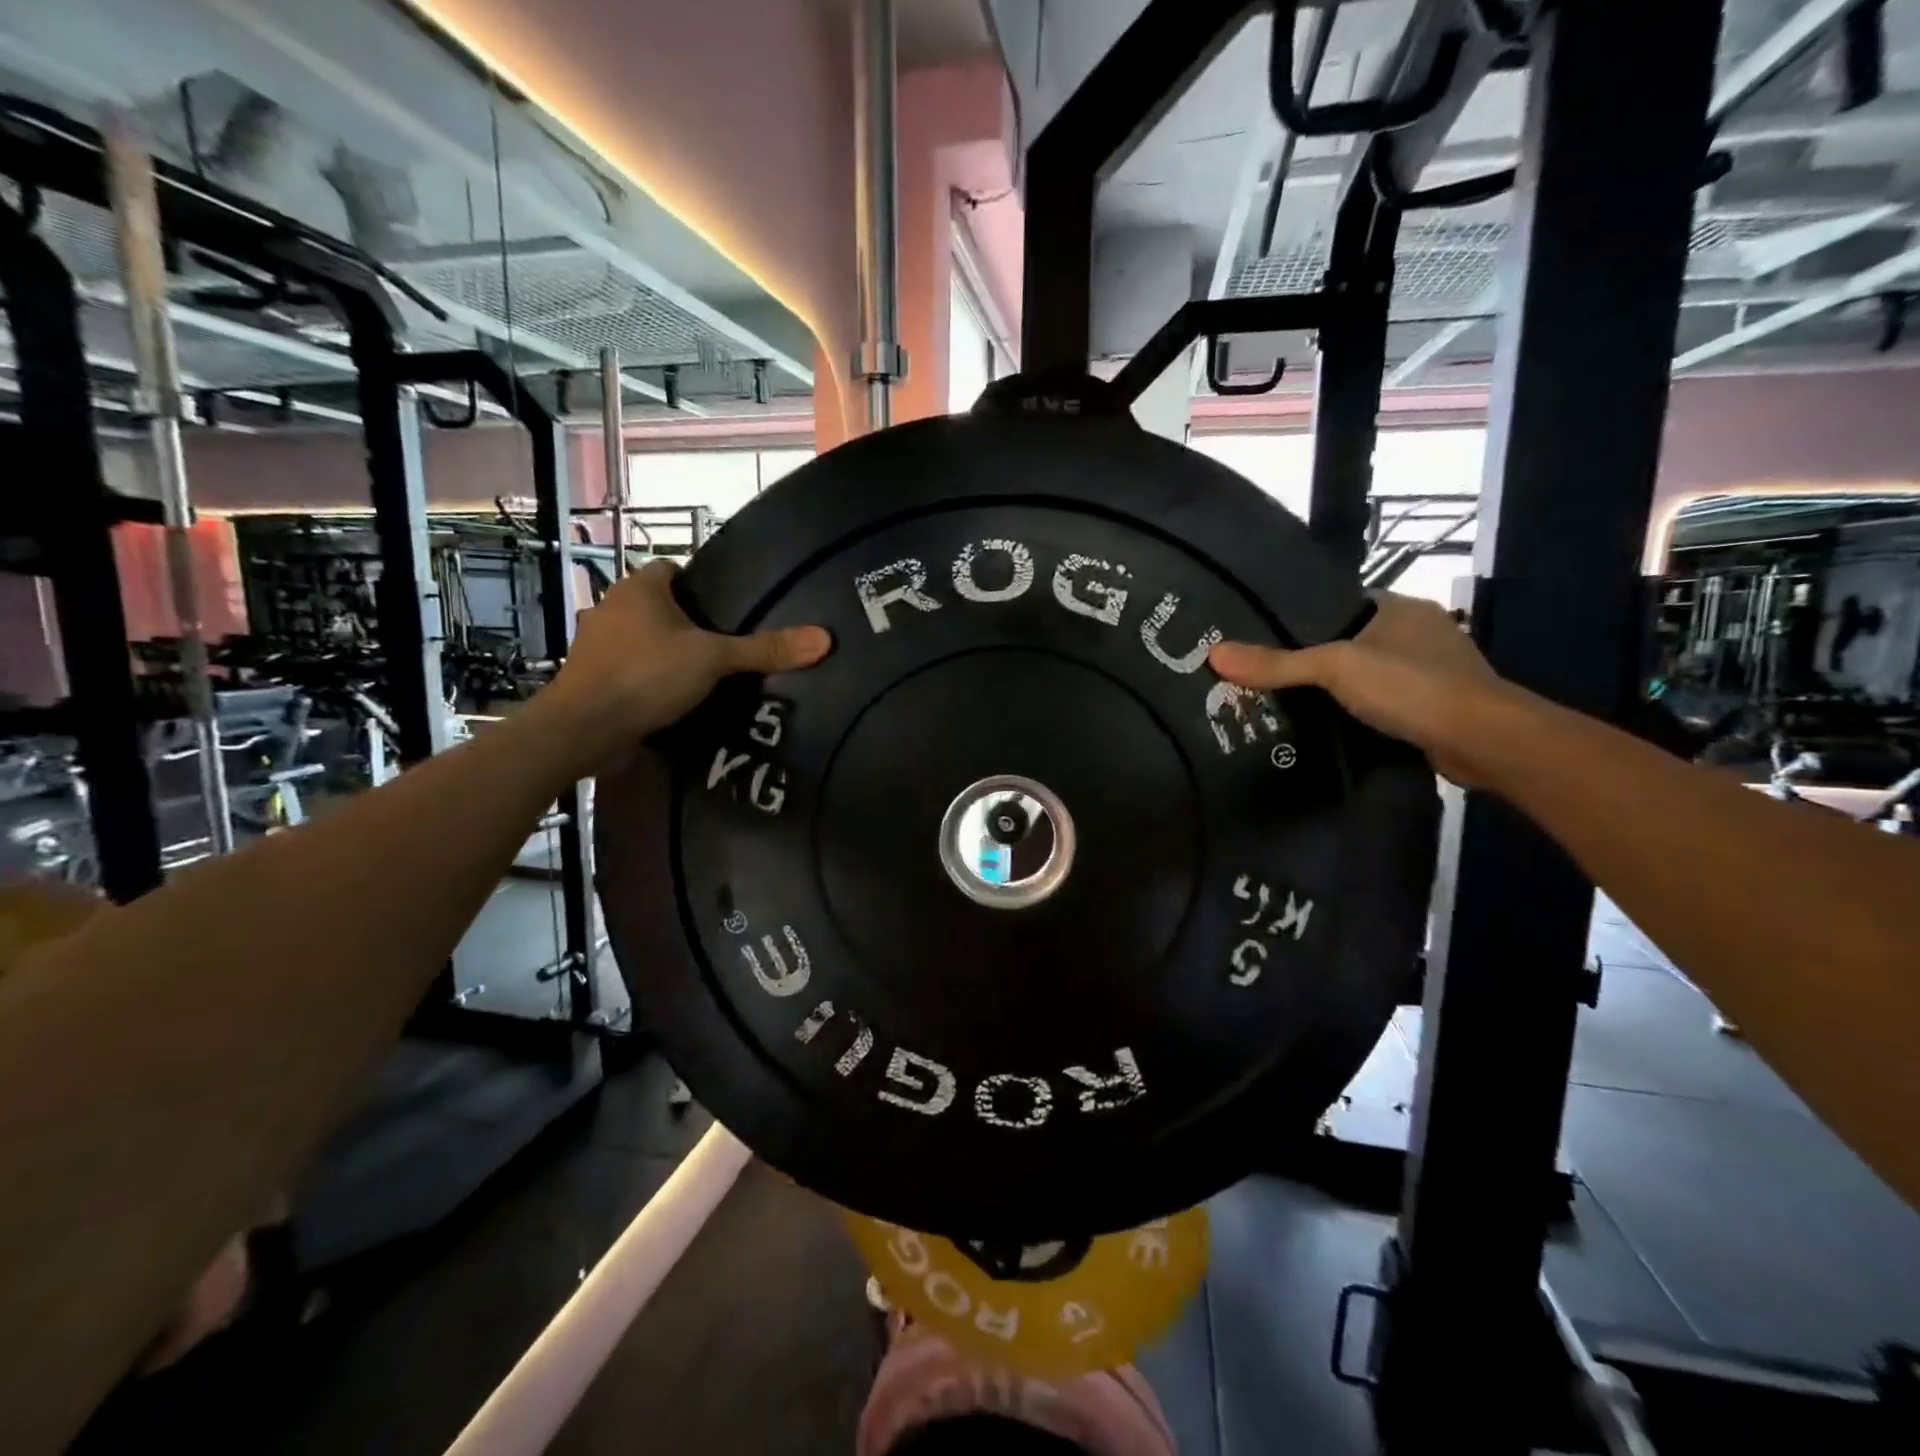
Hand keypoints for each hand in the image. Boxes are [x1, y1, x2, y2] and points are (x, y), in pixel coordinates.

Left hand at [542, 561, 830, 766]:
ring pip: (643, 639)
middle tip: (727, 645)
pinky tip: (675, 699)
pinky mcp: (592, 679)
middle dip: (687, 623)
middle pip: (659, 606)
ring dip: (667, 653)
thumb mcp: (714, 660)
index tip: (729, 608)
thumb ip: (764, 650)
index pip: (672, 570)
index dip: (700, 585)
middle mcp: (612, 608)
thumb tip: (823, 639)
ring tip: (706, 675)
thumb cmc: (646, 676)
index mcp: (638, 589)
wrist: (583, 729)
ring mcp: (597, 644)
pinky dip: (649, 680)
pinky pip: (630, 670)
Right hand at [1209, 593, 1514, 784]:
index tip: (1267, 638)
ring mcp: (1434, 671)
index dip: (1305, 619)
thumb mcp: (1334, 668)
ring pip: (1372, 674)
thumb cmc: (1410, 686)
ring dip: (1342, 690)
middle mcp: (1420, 632)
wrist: (1483, 740)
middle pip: (1354, 641)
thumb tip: (1213, 654)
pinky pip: (1387, 703)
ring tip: (1292, 704)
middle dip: (1319, 659)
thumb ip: (1277, 663)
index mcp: (1401, 607)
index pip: (1342, 604)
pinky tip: (1334, 726)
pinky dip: (1364, 712)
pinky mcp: (1436, 707)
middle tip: (1271, 677)